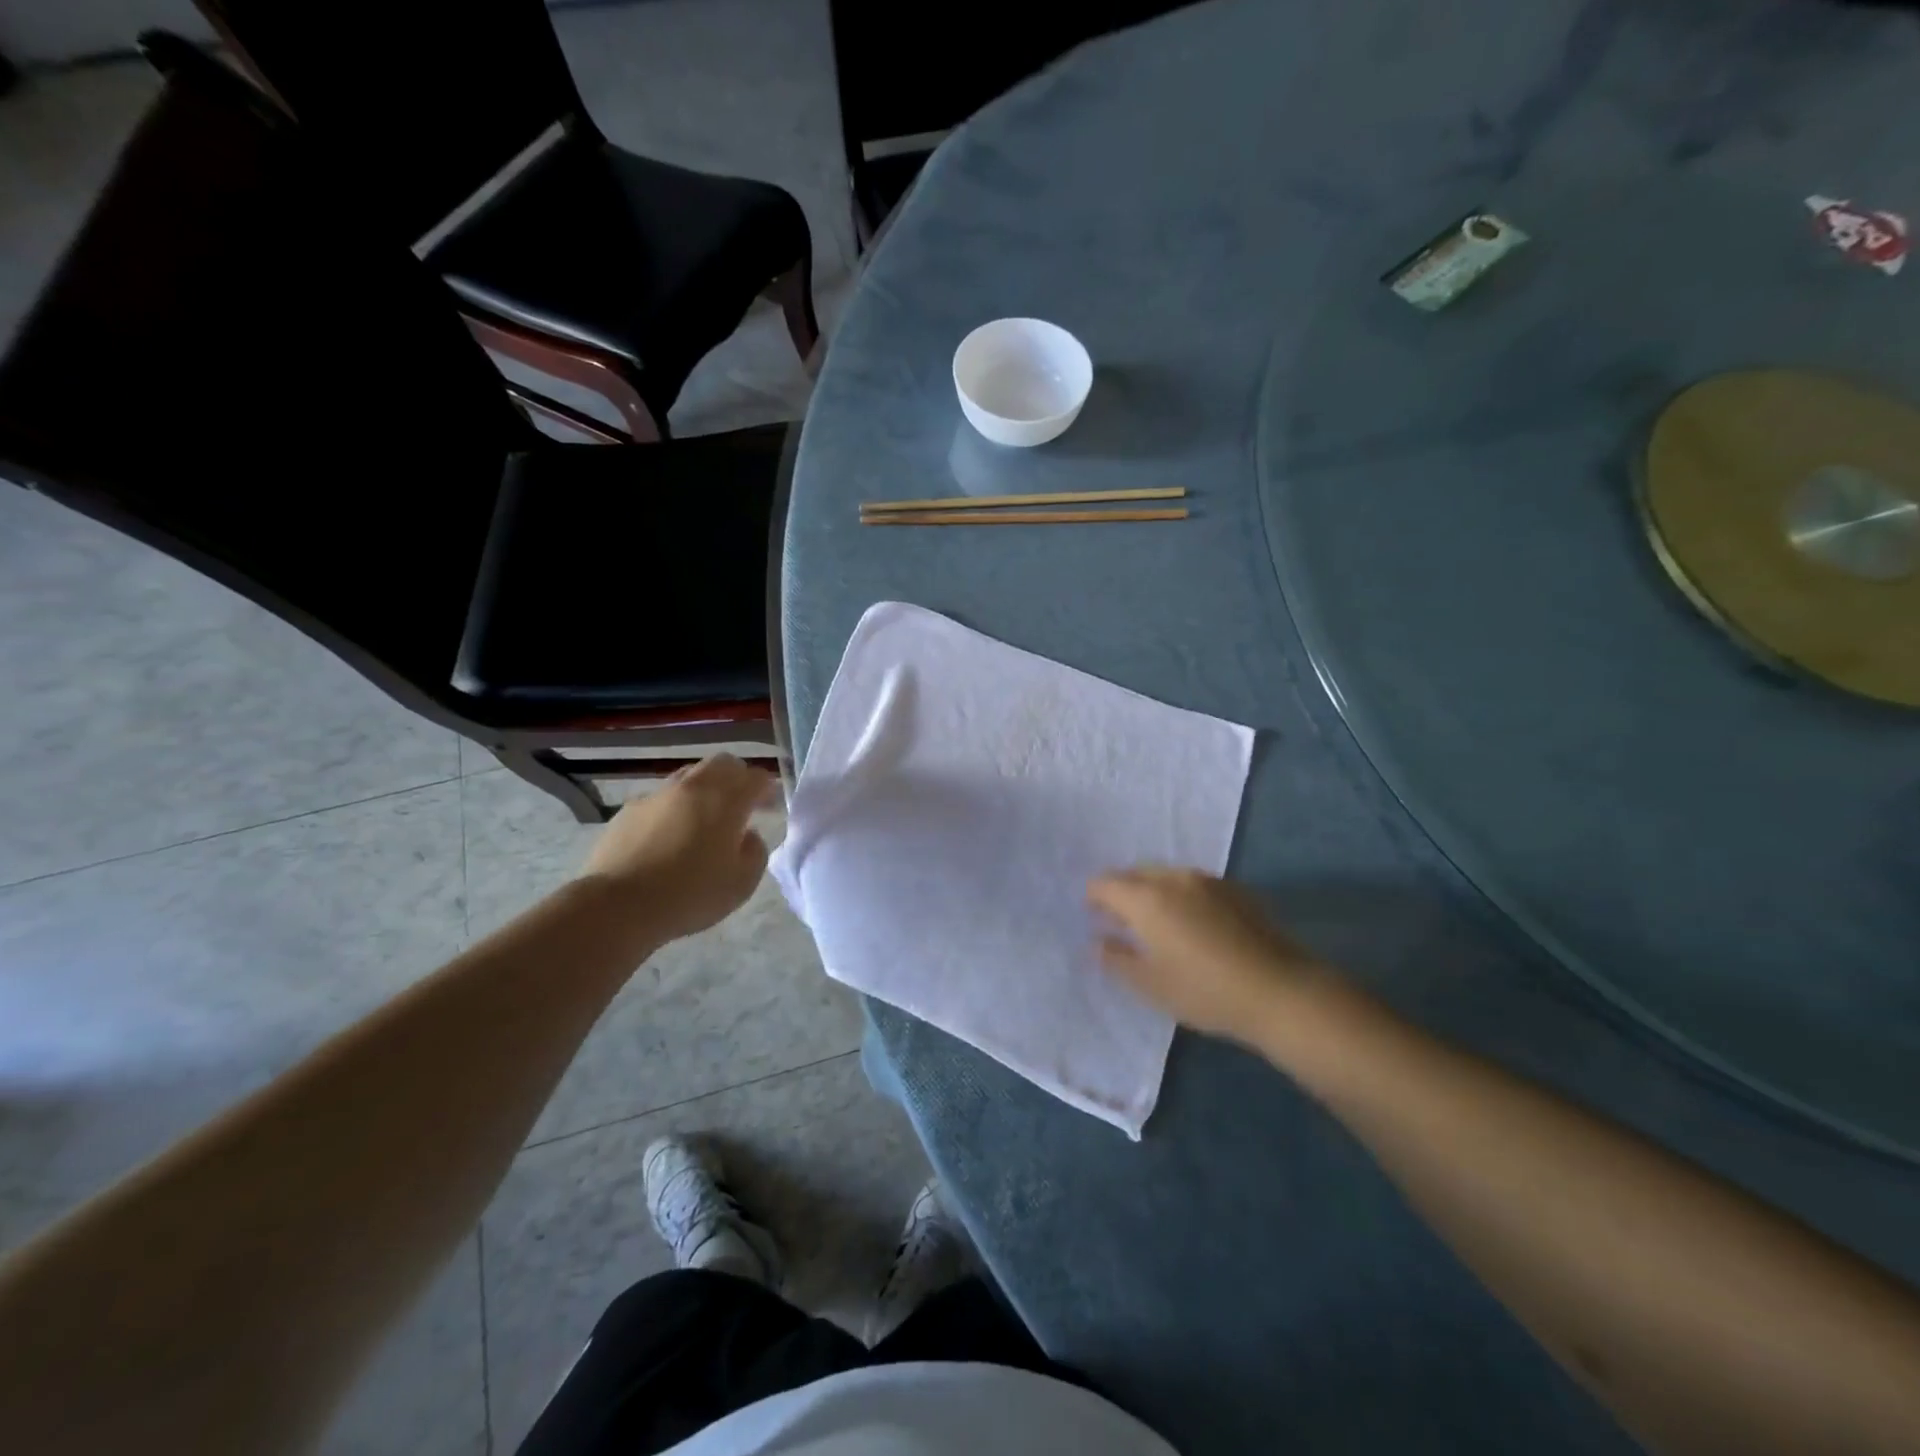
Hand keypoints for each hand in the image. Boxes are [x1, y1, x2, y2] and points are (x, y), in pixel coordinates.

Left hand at [579, 755, 775, 942]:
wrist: (618, 906)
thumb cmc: (690, 895)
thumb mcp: (742, 883)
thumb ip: (755, 852)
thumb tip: (748, 836)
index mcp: (726, 801)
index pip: (756, 777)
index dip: (768, 789)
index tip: (770, 807)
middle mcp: (693, 787)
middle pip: (723, 764)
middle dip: (738, 778)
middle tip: (742, 805)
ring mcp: (658, 795)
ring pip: (690, 775)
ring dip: (705, 789)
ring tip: (705, 818)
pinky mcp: (629, 809)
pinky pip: (662, 798)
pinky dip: (675, 807)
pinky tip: (670, 834)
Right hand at [1088, 867, 1326, 1042]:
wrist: (1280, 991)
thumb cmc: (1205, 991)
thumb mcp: (1150, 984)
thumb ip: (1116, 959)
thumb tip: (1097, 941)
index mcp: (1146, 898)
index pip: (1105, 883)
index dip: (1093, 897)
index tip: (1093, 917)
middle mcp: (1174, 879)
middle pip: (1135, 873)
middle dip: (1122, 891)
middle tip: (1121, 920)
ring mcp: (1208, 880)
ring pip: (1166, 875)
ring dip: (1153, 891)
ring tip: (1157, 922)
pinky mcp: (1236, 890)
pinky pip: (1194, 884)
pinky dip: (1182, 896)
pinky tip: (1193, 923)